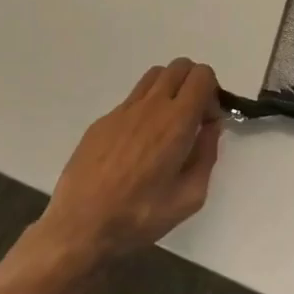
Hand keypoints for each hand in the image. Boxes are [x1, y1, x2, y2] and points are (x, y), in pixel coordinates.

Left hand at [39, 58, 222, 261]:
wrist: (80, 227)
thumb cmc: (140, 216)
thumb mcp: (190, 196)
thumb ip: (207, 155)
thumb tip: (210, 128)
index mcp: (176, 122)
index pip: (202, 76)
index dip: (213, 93)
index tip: (207, 122)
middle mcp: (150, 106)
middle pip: (180, 67)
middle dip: (193, 84)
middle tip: (192, 118)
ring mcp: (122, 111)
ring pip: (154, 76)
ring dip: (169, 89)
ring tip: (167, 125)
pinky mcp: (102, 121)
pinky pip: (132, 99)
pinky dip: (145, 108)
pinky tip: (138, 145)